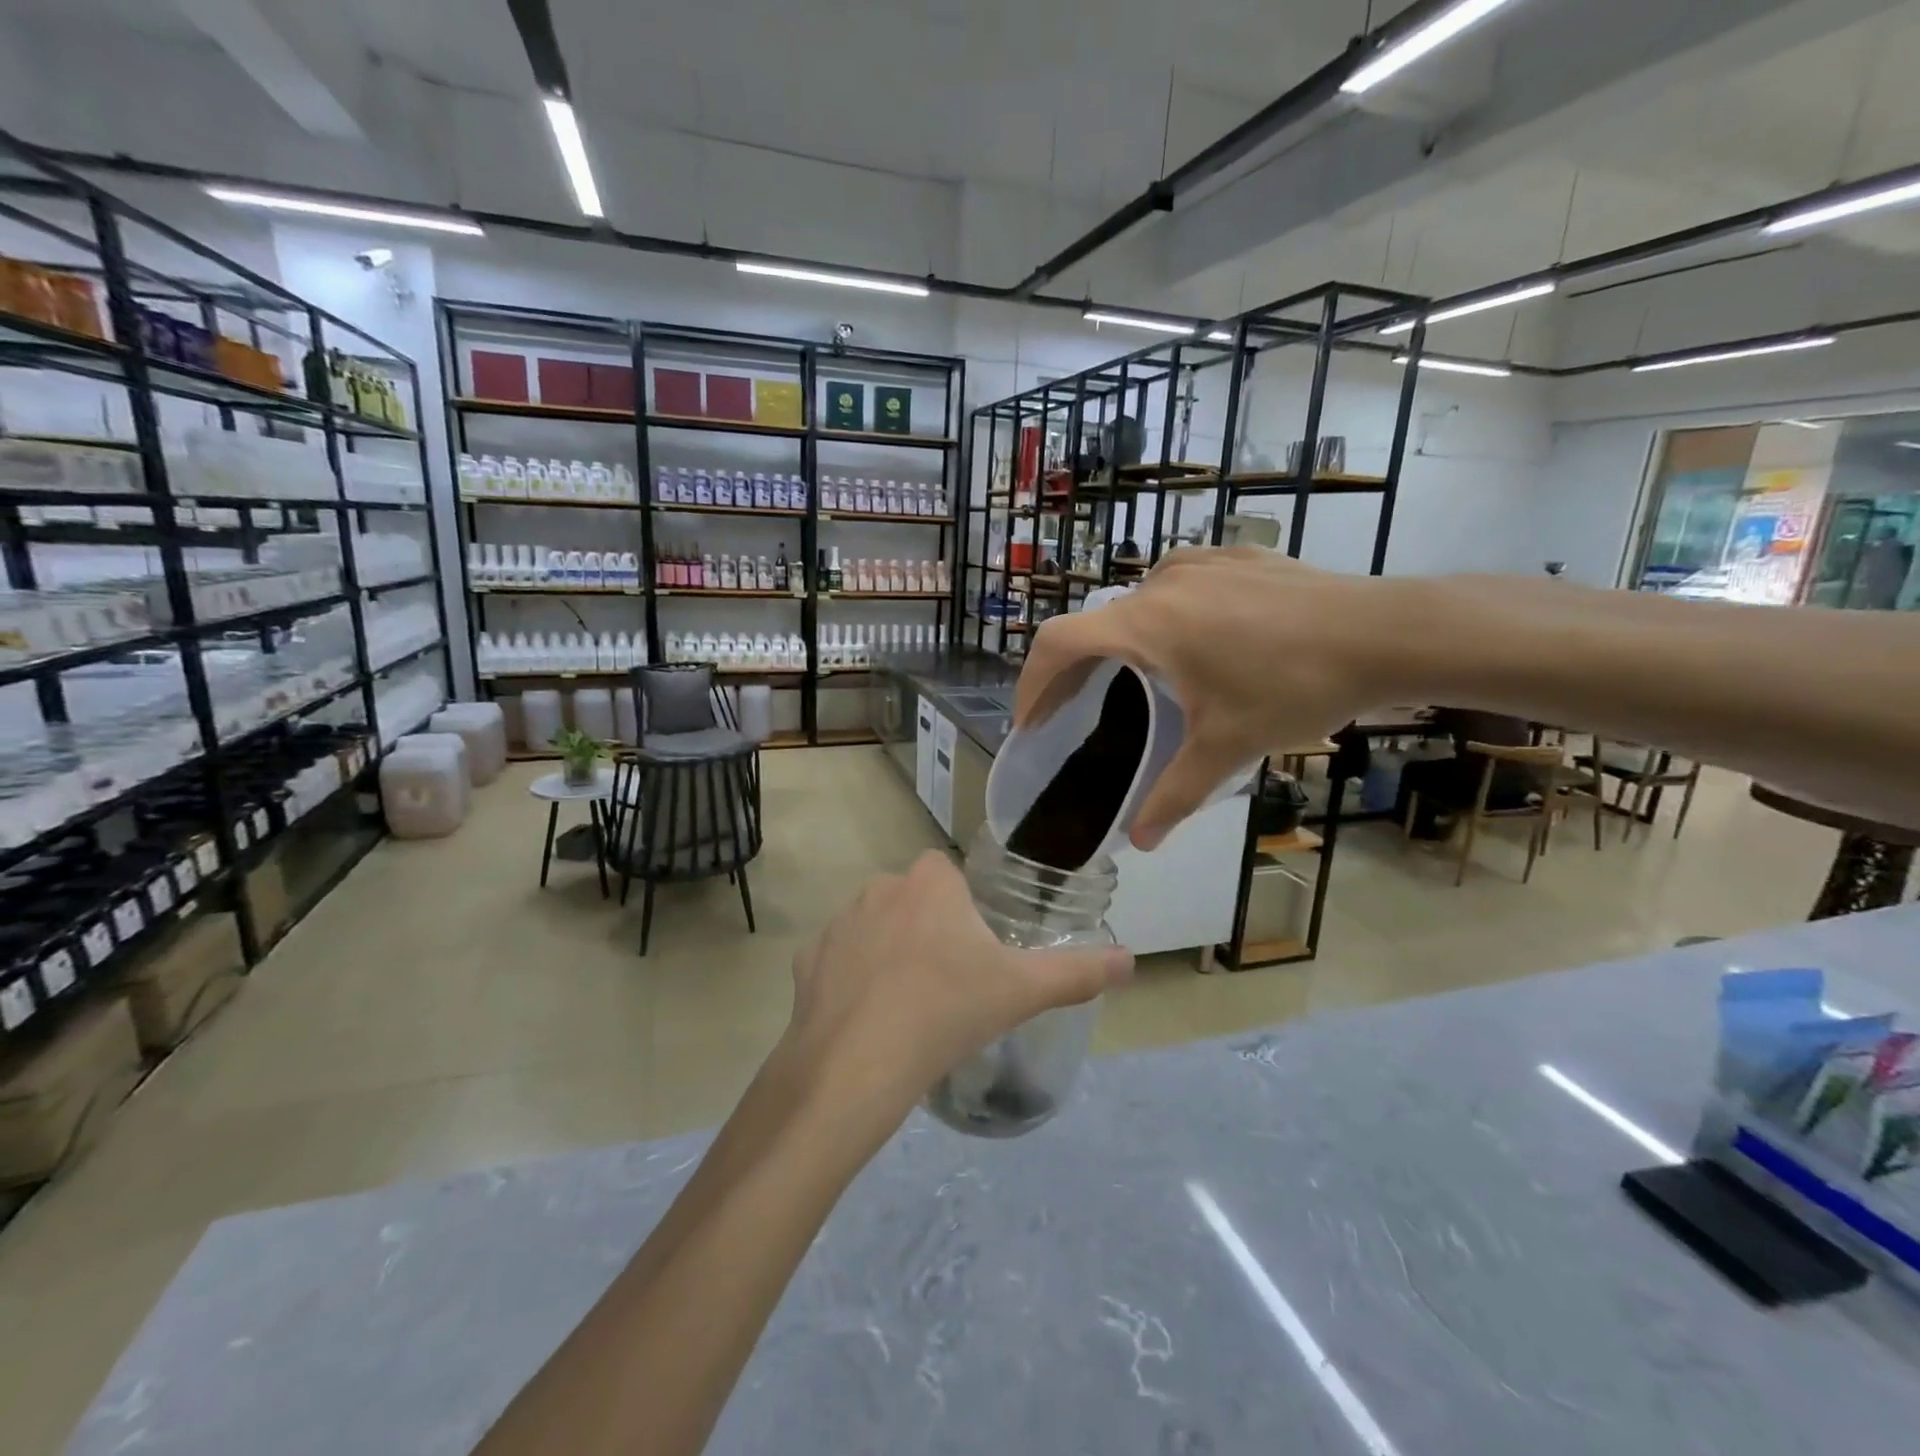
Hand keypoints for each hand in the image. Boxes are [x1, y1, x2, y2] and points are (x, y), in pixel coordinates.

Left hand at [781, 852, 1132, 1113]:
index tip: (973, 951)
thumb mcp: (1022, 991)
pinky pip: (838, 960)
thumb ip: (1078, 972)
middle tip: (948, 982)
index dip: (961, 907)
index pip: (947, 873)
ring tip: (908, 1005)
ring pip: (873, 927)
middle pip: (912, 899)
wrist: (858, 1064)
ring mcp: (838, 924)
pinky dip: (851, 980)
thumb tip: (1131, 960)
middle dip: (927, 928)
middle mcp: (880, 888)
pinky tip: (867, 1019)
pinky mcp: (807, 960)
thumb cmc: (948, 1011)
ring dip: (889, 952)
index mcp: (930, 883)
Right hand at [1013, 549, 1399, 848]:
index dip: (1032, 682)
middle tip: (1077, 709)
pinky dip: (1163, 613)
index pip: (1057, 644)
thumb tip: (1139, 842)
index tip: (1031, 720)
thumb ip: (1174, 796)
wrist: (1385, 632)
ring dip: (1121, 639)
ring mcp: (1200, 563)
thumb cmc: (1294, 687)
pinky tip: (1195, 638)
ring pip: (1136, 602)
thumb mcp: (1227, 748)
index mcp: (1145, 625)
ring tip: (1137, 676)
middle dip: (1075, 668)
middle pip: (1094, 623)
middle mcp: (1160, 584)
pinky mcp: (1235, 557)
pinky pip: (1178, 583)